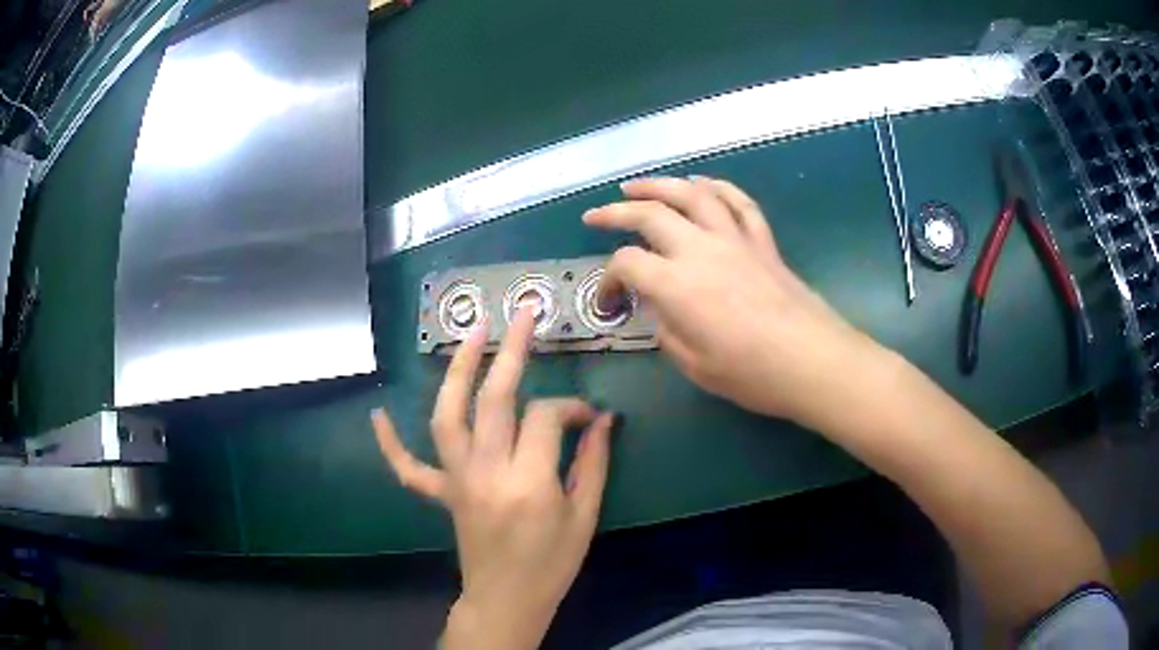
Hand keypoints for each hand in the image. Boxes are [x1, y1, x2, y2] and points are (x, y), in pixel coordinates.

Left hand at [371, 308, 615, 649]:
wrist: (507, 600)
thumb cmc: (553, 564)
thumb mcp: (585, 517)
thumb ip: (593, 463)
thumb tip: (603, 418)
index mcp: (529, 482)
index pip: (545, 417)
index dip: (571, 407)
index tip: (589, 414)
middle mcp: (486, 473)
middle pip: (493, 399)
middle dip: (510, 351)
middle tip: (522, 314)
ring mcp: (456, 481)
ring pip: (447, 416)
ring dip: (456, 370)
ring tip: (470, 334)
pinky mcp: (441, 493)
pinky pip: (407, 467)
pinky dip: (390, 441)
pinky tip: (379, 414)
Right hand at [584, 176, 880, 427]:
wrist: (812, 361)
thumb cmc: (752, 373)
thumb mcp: (694, 365)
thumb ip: (668, 330)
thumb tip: (662, 309)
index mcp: (677, 284)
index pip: (627, 264)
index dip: (609, 280)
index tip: (610, 301)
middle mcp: (701, 249)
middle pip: (651, 214)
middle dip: (616, 211)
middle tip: (596, 214)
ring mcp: (735, 239)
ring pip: (693, 194)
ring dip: (660, 184)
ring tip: (637, 185)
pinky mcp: (762, 241)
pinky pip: (739, 202)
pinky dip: (718, 187)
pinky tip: (704, 185)